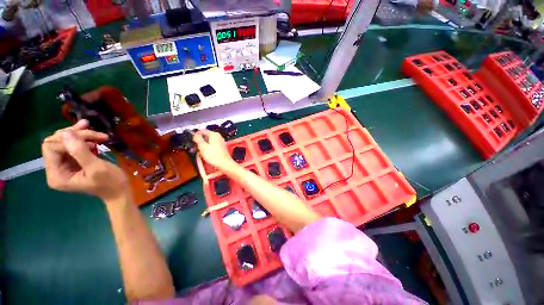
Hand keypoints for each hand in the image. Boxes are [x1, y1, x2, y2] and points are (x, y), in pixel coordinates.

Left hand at [42, 120, 129, 202]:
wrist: (119, 191)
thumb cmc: (110, 182)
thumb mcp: (97, 168)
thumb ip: (80, 152)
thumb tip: (67, 133)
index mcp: (56, 175)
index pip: (51, 148)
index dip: (69, 140)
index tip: (92, 140)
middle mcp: (55, 170)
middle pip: (55, 143)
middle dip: (74, 135)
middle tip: (94, 132)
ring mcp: (63, 166)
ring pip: (63, 141)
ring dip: (80, 135)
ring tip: (97, 133)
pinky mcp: (72, 163)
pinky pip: (71, 146)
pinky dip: (83, 140)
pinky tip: (94, 139)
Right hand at [192, 130, 234, 169]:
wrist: (224, 163)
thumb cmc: (213, 155)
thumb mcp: (202, 146)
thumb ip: (197, 139)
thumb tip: (194, 134)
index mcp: (214, 134)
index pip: (202, 131)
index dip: (195, 135)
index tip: (190, 140)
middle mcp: (218, 137)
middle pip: (205, 136)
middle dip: (198, 141)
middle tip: (192, 147)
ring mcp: (220, 142)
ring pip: (208, 142)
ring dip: (201, 146)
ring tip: (195, 151)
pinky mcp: (221, 148)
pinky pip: (212, 146)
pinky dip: (207, 148)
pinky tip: (202, 153)